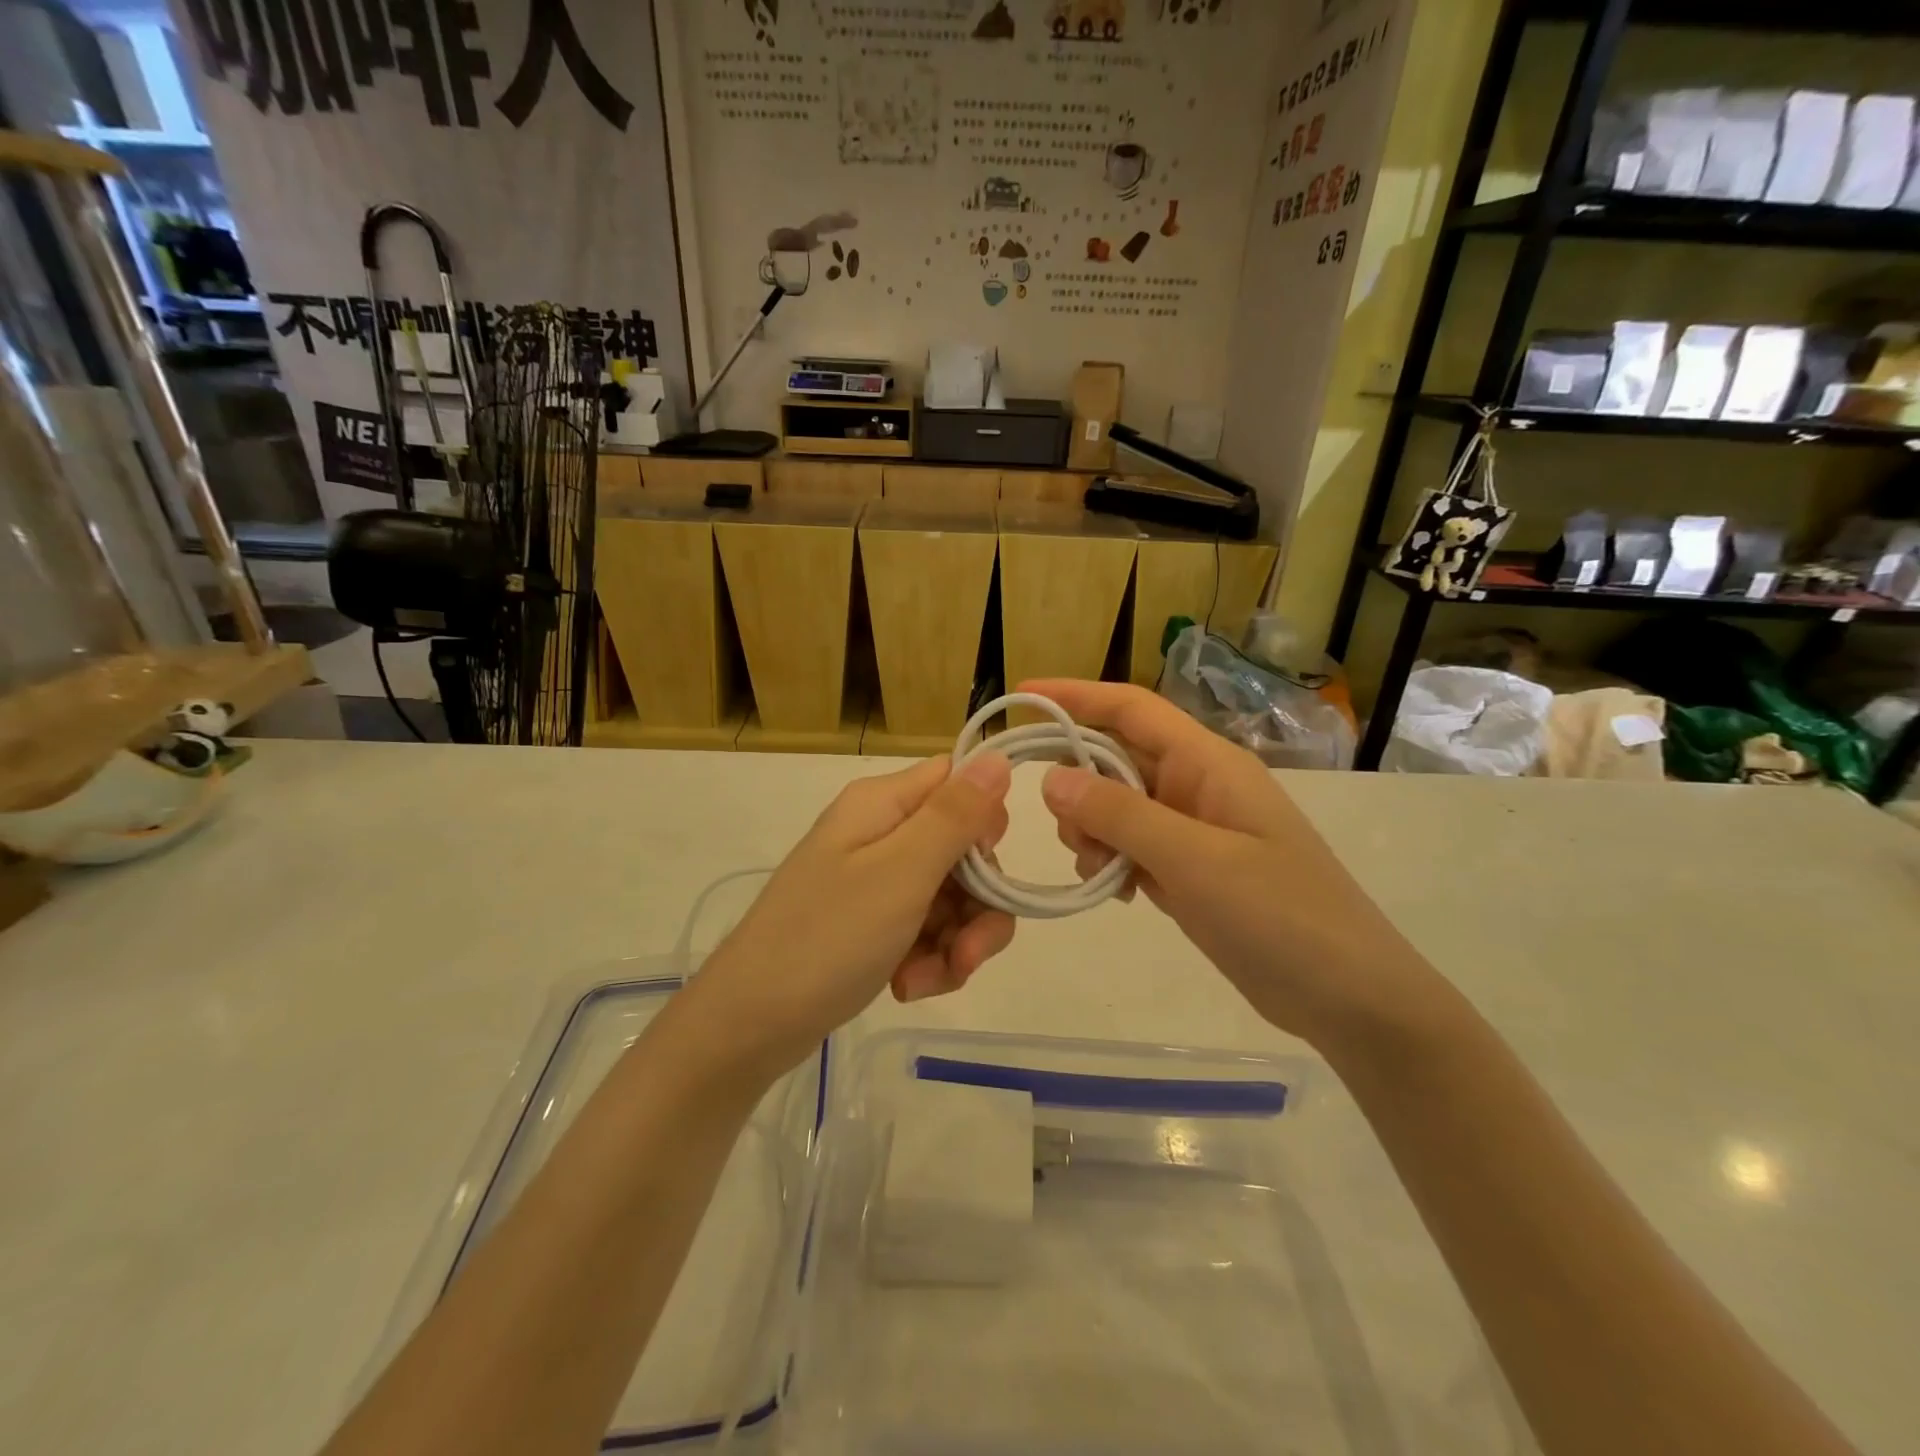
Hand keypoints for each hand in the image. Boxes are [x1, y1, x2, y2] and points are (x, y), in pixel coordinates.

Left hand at [694, 754, 1015, 1071]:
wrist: (748, 1025)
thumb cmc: (826, 938)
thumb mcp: (901, 873)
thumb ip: (955, 815)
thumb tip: (998, 757)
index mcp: (883, 804)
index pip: (958, 783)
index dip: (985, 822)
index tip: (985, 869)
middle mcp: (881, 833)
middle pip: (963, 849)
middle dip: (978, 904)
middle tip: (967, 953)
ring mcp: (875, 881)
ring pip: (952, 897)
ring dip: (956, 943)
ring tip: (927, 981)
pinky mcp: (872, 923)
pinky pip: (926, 929)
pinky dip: (930, 960)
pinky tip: (908, 986)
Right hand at [1024, 679, 1429, 1044]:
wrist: (1349, 997)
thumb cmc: (1282, 917)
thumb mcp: (1195, 862)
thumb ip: (1121, 816)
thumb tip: (1051, 778)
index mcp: (1208, 764)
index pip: (1132, 709)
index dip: (1076, 696)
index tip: (1023, 695)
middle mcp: (1198, 787)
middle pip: (1117, 759)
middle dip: (1078, 784)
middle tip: (1062, 829)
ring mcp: (1195, 831)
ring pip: (1118, 807)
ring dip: (1093, 830)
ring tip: (1097, 870)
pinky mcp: (1191, 870)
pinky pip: (1132, 847)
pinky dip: (1111, 861)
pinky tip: (1116, 892)